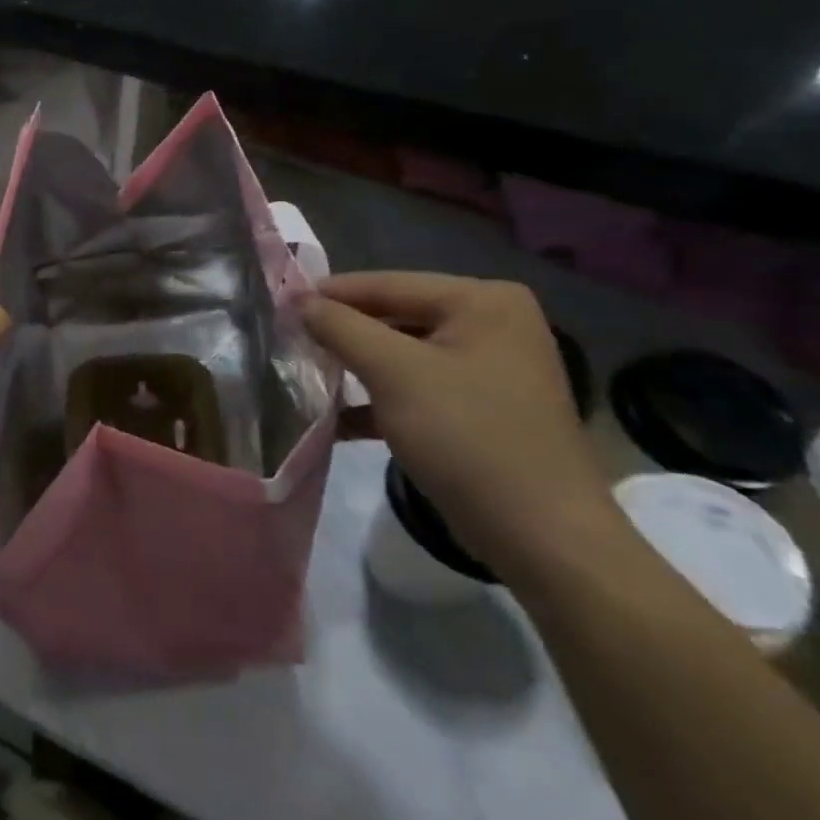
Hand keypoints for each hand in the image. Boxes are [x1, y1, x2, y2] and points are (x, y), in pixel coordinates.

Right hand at [299, 272, 619, 580]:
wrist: (542, 536)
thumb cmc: (467, 437)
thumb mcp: (393, 373)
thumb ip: (340, 327)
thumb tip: (298, 300)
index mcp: (482, 301)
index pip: (387, 284)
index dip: (329, 294)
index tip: (278, 305)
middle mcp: (492, 323)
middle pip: (394, 316)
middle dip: (342, 333)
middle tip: (287, 341)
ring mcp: (488, 367)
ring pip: (401, 353)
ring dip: (355, 367)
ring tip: (305, 375)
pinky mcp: (480, 407)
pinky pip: (416, 386)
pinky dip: (379, 398)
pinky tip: (337, 417)